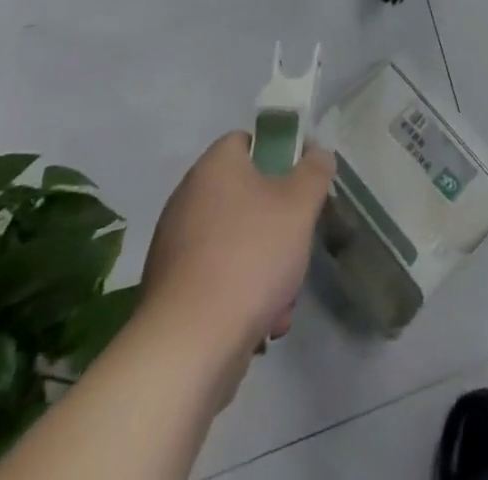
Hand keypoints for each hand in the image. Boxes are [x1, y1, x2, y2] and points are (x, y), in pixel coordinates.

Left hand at [140, 133, 334, 372]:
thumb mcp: (300, 204)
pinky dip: (241, 295)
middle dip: (278, 224)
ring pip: (237, 242)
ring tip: (283, 298)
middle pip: (246, 197)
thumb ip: (315, 171)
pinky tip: (261, 324)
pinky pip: (218, 278)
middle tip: (297, 243)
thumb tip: (315, 154)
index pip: (246, 141)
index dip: (277, 155)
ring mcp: (175, 248)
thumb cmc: (250, 256)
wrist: (189, 347)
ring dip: (266, 266)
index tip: (299, 183)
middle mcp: (188, 200)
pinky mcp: (171, 292)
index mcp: (213, 168)